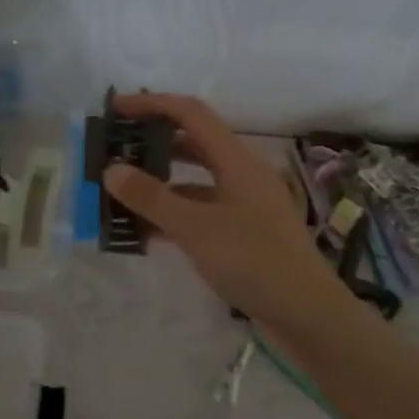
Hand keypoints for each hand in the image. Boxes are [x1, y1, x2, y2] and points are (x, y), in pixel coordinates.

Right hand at [102, 92, 347, 336]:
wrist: (306, 314)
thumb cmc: (254, 261)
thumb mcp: (196, 228)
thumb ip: (153, 198)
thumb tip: (112, 170)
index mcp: (237, 160)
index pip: (191, 114)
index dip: (153, 104)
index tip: (116, 109)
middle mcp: (242, 175)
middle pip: (193, 145)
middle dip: (153, 145)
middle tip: (114, 153)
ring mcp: (245, 206)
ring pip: (195, 183)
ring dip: (160, 185)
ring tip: (120, 195)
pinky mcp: (243, 234)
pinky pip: (202, 213)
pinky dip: (174, 217)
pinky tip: (145, 233)